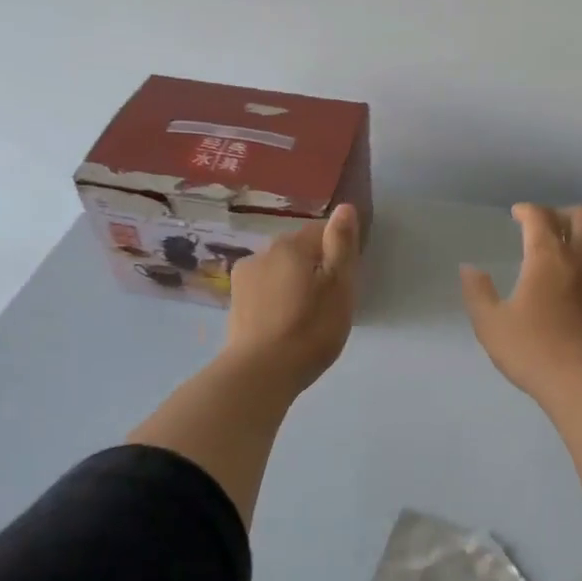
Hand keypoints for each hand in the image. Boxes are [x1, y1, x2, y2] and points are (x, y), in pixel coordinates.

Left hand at [223, 204, 360, 393]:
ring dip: (293, 283)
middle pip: (298, 251)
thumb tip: (344, 207)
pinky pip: (265, 290)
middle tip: (329, 302)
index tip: (346, 280)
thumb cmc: (310, 329)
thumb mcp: (339, 287)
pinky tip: (284, 324)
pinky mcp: (235, 303)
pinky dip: (277, 299)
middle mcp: (263, 253)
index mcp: (291, 246)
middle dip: (315, 267)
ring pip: (279, 270)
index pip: (321, 231)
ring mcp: (244, 278)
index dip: (338, 251)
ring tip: (306, 316)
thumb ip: (342, 245)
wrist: (259, 373)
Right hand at [461, 204, 581, 406]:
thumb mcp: (491, 325)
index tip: (517, 215)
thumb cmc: (536, 352)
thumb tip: (469, 269)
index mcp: (548, 257)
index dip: (527, 210)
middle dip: (562, 213)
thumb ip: (478, 293)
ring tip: (575, 242)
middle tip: (548, 226)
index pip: (540, 217)